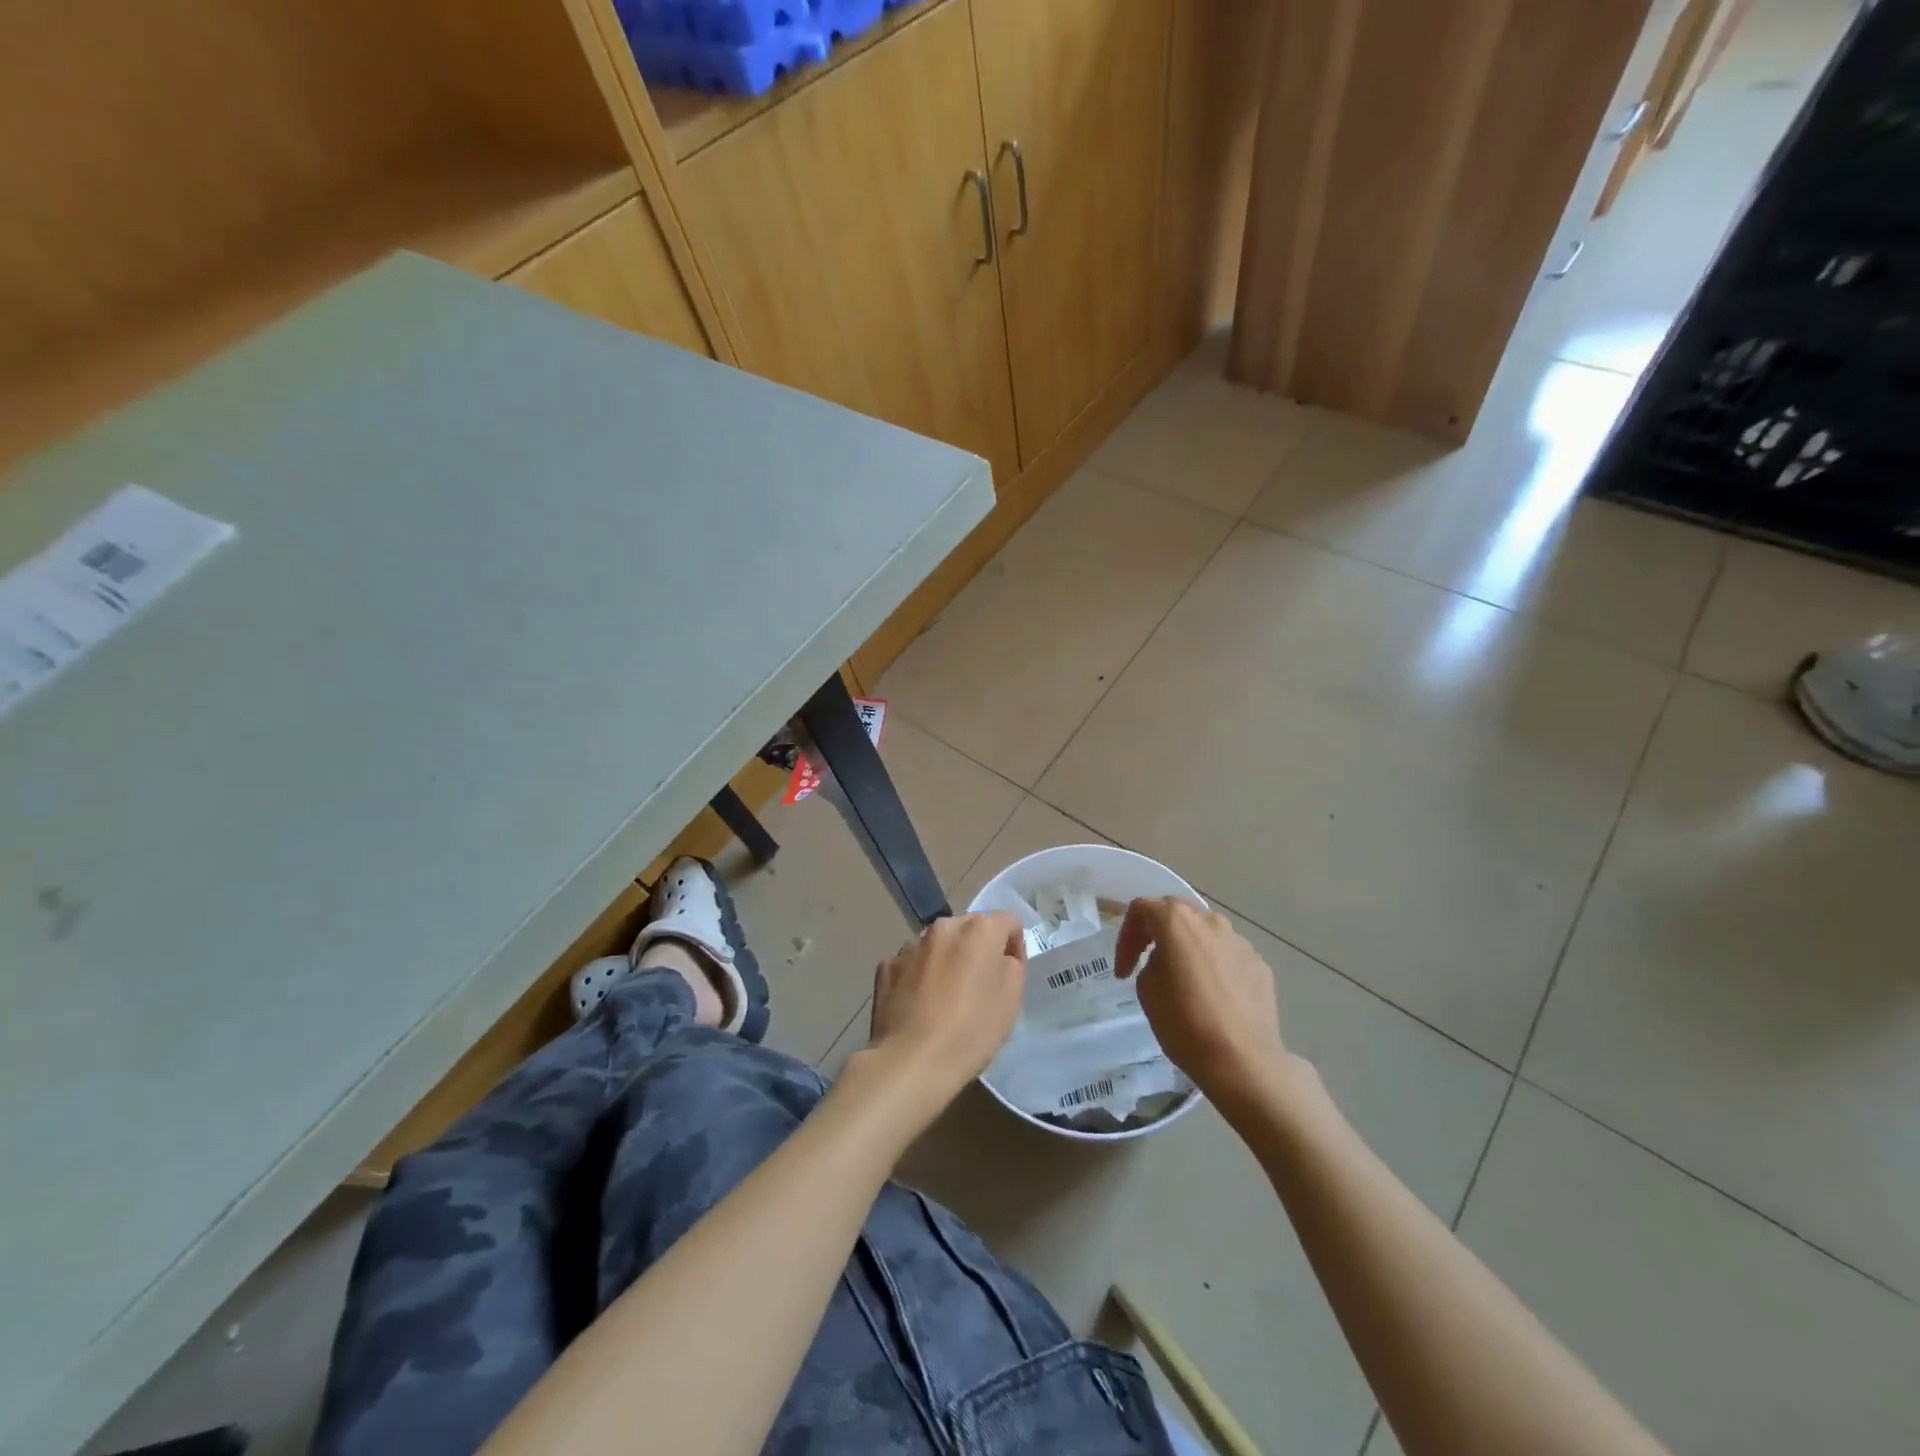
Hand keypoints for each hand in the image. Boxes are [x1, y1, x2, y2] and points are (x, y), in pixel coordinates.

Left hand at [868, 912, 1026, 1104]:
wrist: (910, 1062)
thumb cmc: (970, 1031)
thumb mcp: (1011, 999)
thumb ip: (1013, 964)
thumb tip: (1001, 954)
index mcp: (979, 930)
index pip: (1008, 921)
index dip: (1014, 945)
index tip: (1009, 974)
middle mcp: (943, 927)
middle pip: (970, 928)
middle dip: (978, 949)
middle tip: (979, 987)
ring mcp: (911, 945)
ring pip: (939, 945)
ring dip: (947, 960)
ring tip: (945, 999)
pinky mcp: (886, 966)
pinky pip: (913, 964)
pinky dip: (920, 976)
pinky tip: (919, 1006)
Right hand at [1115, 898, 1288, 1114]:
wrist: (1243, 1061)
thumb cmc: (1185, 1022)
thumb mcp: (1147, 989)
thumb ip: (1151, 962)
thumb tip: (1168, 962)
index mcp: (1177, 921)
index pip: (1141, 909)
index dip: (1126, 937)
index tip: (1124, 970)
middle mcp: (1210, 921)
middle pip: (1176, 913)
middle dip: (1157, 933)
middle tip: (1147, 961)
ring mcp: (1239, 941)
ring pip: (1205, 933)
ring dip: (1188, 947)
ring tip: (1183, 978)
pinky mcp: (1259, 964)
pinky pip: (1228, 955)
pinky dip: (1214, 966)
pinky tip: (1212, 995)